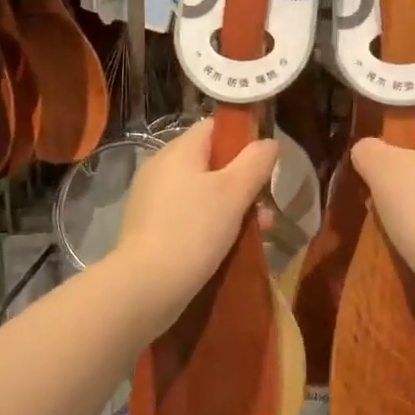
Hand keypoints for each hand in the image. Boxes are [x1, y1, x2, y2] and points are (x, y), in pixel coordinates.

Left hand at [114, 118, 277, 315]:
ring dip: (231, 207)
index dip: (243, 138)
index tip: (264, 163)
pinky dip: (210, 224)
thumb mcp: (234, 192)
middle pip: (211, 161)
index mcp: (179, 150)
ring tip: (257, 231)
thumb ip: (255, 162)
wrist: (146, 287)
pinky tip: (229, 246)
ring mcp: (153, 199)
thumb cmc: (194, 230)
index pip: (215, 127)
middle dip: (243, 181)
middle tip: (265, 206)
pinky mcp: (150, 227)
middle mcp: (161, 168)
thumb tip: (268, 142)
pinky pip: (188, 215)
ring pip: (203, 191)